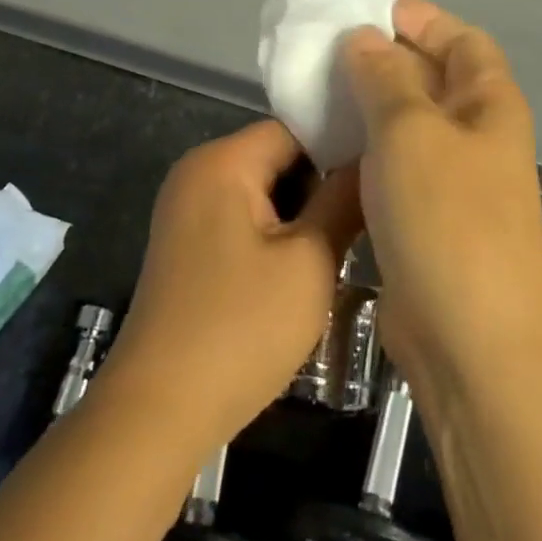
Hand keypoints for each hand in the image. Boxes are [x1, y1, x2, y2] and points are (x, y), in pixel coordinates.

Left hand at [99, 120, 362, 447]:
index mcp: (223, 160)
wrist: (158, 412)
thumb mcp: (309, 262)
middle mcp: (198, 171)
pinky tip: (301, 269)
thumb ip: (343, 201)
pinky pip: (242, 217)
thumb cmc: (241, 329)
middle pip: (276, 156)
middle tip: (365, 220)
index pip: (294, 128)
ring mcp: (186, 208)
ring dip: (300, 214)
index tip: (382, 176)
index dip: (340, 147)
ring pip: (263, 190)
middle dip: (320, 185)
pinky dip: (274, 234)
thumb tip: (372, 159)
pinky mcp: (186, 243)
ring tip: (342, 246)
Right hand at [341, 0, 541, 397]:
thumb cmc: (448, 219)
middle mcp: (476, 135)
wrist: (472, 345)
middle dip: (384, 58)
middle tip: (325, 51)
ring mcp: (453, 180)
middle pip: (432, 77)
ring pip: (408, 123)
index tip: (364, 12)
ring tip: (316, 92)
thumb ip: (384, 77)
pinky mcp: (426, 218)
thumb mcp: (410, 131)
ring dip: (369, 105)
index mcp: (489, 103)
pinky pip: (393, 165)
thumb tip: (364, 39)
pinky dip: (364, 148)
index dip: (420, 19)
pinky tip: (327, 145)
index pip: (461, 38)